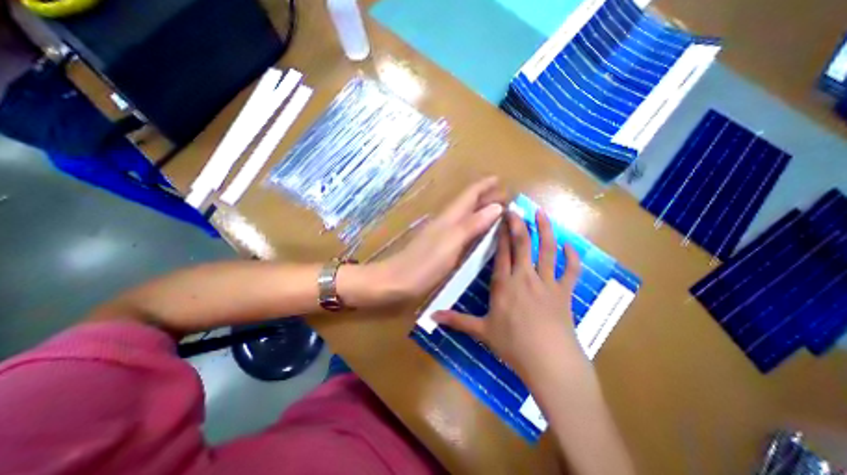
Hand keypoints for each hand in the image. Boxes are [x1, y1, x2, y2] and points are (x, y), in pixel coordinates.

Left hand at [375, 177, 500, 302]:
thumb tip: (497, 207)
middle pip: (468, 203)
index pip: (470, 194)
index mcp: (450, 217)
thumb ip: (473, 224)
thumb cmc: (425, 263)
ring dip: (481, 210)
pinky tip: (479, 232)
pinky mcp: (441, 247)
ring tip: (498, 210)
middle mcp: (447, 221)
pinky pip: (463, 230)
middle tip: (506, 196)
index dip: (484, 185)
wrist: (398, 281)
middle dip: (486, 197)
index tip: (500, 179)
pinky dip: (475, 226)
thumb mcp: (452, 241)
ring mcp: (443, 234)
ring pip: (466, 216)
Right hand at [432, 207, 587, 378]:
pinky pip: (570, 270)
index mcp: (504, 284)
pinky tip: (569, 245)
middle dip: (518, 224)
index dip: (501, 234)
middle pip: (522, 244)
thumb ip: (457, 320)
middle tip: (515, 208)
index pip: (502, 252)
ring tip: (541, 213)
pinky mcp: (564, 292)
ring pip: (546, 250)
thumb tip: (431, 316)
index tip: (500, 218)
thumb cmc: (513, 345)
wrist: (549, 362)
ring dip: (545, 230)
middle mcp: (525, 277)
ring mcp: (547, 283)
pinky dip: (571, 257)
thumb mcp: (481, 331)